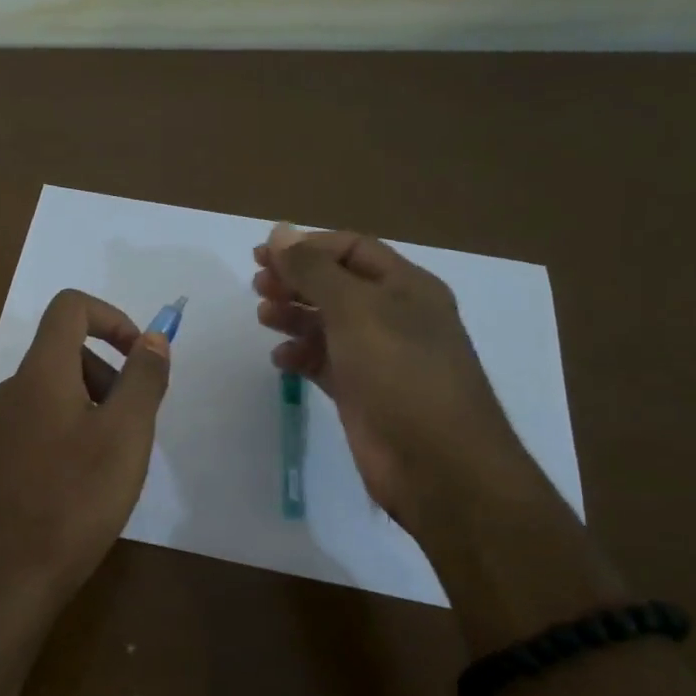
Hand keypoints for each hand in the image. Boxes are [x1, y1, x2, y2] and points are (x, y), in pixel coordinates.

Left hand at [0, 290, 171, 608]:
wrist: (9, 573)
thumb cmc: (75, 498)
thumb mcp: (126, 434)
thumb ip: (143, 379)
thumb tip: (154, 339)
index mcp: (40, 372)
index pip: (70, 308)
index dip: (113, 317)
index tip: (141, 356)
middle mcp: (13, 388)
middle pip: (66, 350)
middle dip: (110, 372)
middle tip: (136, 423)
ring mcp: (1, 424)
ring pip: (57, 389)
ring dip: (96, 404)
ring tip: (116, 457)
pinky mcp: (0, 455)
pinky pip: (44, 420)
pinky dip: (75, 429)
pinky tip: (88, 478)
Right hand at [253, 225, 538, 538]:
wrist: (436, 464)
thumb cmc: (400, 373)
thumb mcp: (356, 310)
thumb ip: (314, 270)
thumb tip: (279, 232)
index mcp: (406, 287)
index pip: (352, 249)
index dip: (307, 247)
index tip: (262, 255)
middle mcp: (395, 316)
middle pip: (337, 285)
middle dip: (297, 280)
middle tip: (258, 286)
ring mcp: (379, 357)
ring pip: (328, 324)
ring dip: (294, 315)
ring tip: (264, 317)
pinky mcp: (362, 392)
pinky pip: (325, 362)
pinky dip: (301, 355)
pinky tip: (281, 359)